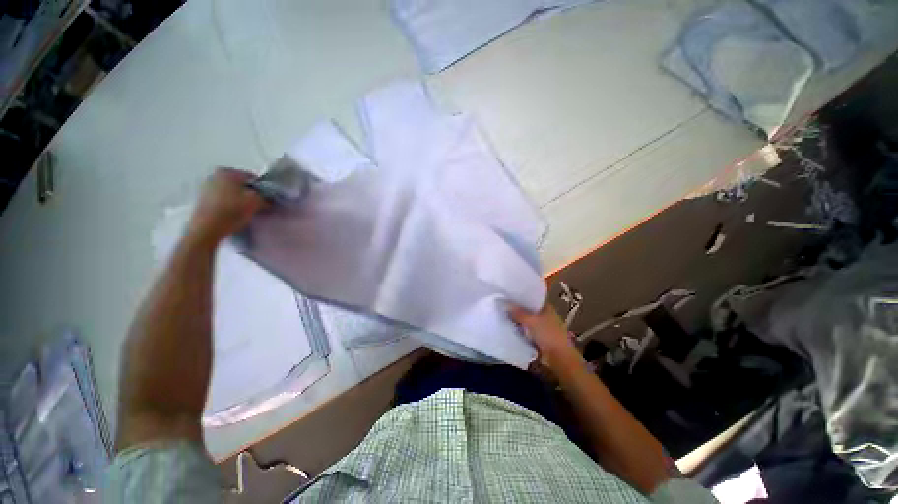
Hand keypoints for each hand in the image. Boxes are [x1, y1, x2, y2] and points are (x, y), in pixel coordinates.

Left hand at [187, 168, 266, 244]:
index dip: (262, 190)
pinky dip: (229, 205)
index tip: (267, 200)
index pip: (252, 178)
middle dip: (249, 194)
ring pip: (231, 192)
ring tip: (246, 212)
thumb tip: (269, 199)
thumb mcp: (256, 202)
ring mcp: (205, 187)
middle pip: (240, 185)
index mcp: (228, 171)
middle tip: (258, 206)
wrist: (207, 228)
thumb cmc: (232, 210)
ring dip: (239, 200)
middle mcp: (214, 175)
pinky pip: (222, 200)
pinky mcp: (202, 200)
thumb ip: (265, 197)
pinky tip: (234, 214)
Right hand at [509, 303, 580, 365]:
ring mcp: (542, 326)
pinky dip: (520, 329)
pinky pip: (526, 330)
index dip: (520, 297)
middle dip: (517, 309)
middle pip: (528, 310)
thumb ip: (518, 312)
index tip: (508, 295)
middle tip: (502, 305)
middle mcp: (545, 315)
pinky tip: (510, 327)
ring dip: (518, 320)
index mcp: (546, 307)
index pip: (531, 298)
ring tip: (503, 315)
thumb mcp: (531, 321)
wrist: (558, 356)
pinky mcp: (538, 337)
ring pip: (526, 321)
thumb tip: (504, 304)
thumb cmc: (548, 334)